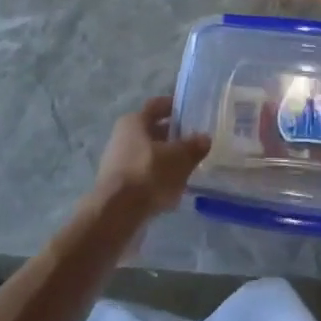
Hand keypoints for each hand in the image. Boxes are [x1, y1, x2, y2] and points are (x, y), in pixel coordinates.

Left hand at [88, 97, 211, 226]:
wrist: (116, 214)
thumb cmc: (148, 174)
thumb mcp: (179, 158)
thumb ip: (193, 147)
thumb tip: (204, 138)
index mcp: (134, 121)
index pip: (156, 106)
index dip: (173, 106)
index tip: (190, 110)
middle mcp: (122, 137)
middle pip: (152, 131)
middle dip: (173, 136)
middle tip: (194, 142)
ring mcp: (118, 162)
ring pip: (148, 155)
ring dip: (166, 159)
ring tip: (188, 167)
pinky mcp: (118, 186)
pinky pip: (143, 175)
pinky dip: (158, 179)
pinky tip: (173, 190)